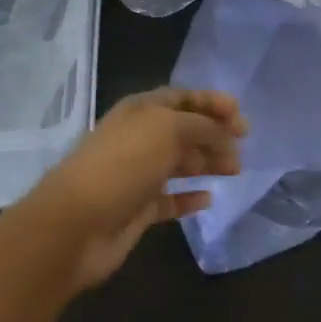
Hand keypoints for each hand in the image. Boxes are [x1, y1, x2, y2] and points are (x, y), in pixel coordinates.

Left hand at [20, 88, 247, 289]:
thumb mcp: (168, 130)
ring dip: (207, 163)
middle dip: (215, 134)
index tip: (241, 116)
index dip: (212, 102)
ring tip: (234, 169)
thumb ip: (202, 126)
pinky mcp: (137, 209)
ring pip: (179, 163)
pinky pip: (170, 199)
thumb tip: (224, 133)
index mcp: (141, 110)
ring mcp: (137, 174)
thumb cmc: (124, 164)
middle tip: (243, 146)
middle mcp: (139, 138)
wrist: (77, 224)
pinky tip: (208, 199)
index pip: (182, 98)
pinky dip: (189, 198)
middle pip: (184, 130)